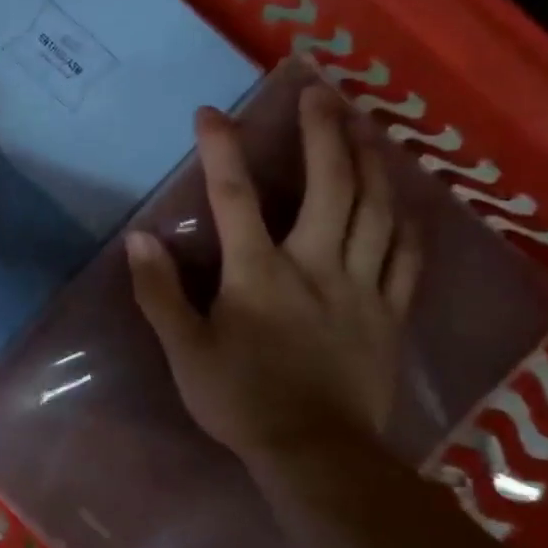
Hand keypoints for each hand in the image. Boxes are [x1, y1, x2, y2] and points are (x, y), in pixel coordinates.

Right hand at [126, 82, 420, 462]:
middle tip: (321, 93)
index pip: (236, 197)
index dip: (222, 149)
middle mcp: (315, 266)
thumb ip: (159, 293)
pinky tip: (405, 200)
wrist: (316, 455)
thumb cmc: (241, 400)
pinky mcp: (390, 313)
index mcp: (259, 274)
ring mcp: (361, 288)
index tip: (211, 113)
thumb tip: (140, 238)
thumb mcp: (185, 351)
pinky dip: (407, 222)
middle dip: (322, 133)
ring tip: (364, 126)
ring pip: (375, 211)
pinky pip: (406, 258)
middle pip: (328, 186)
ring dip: (369, 162)